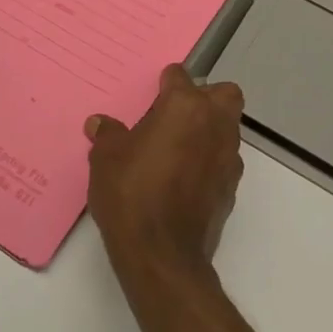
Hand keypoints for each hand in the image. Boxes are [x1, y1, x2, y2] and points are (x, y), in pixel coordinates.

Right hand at [85, 65, 245, 277]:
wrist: (162, 255)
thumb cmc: (132, 194)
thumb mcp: (106, 159)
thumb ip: (108, 134)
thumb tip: (100, 123)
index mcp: (185, 107)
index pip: (180, 76)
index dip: (164, 83)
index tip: (152, 96)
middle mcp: (214, 124)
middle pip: (224, 94)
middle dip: (205, 98)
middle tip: (175, 115)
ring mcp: (229, 157)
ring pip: (228, 127)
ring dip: (209, 130)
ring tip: (176, 149)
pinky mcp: (232, 188)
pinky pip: (224, 160)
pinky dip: (210, 161)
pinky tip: (184, 178)